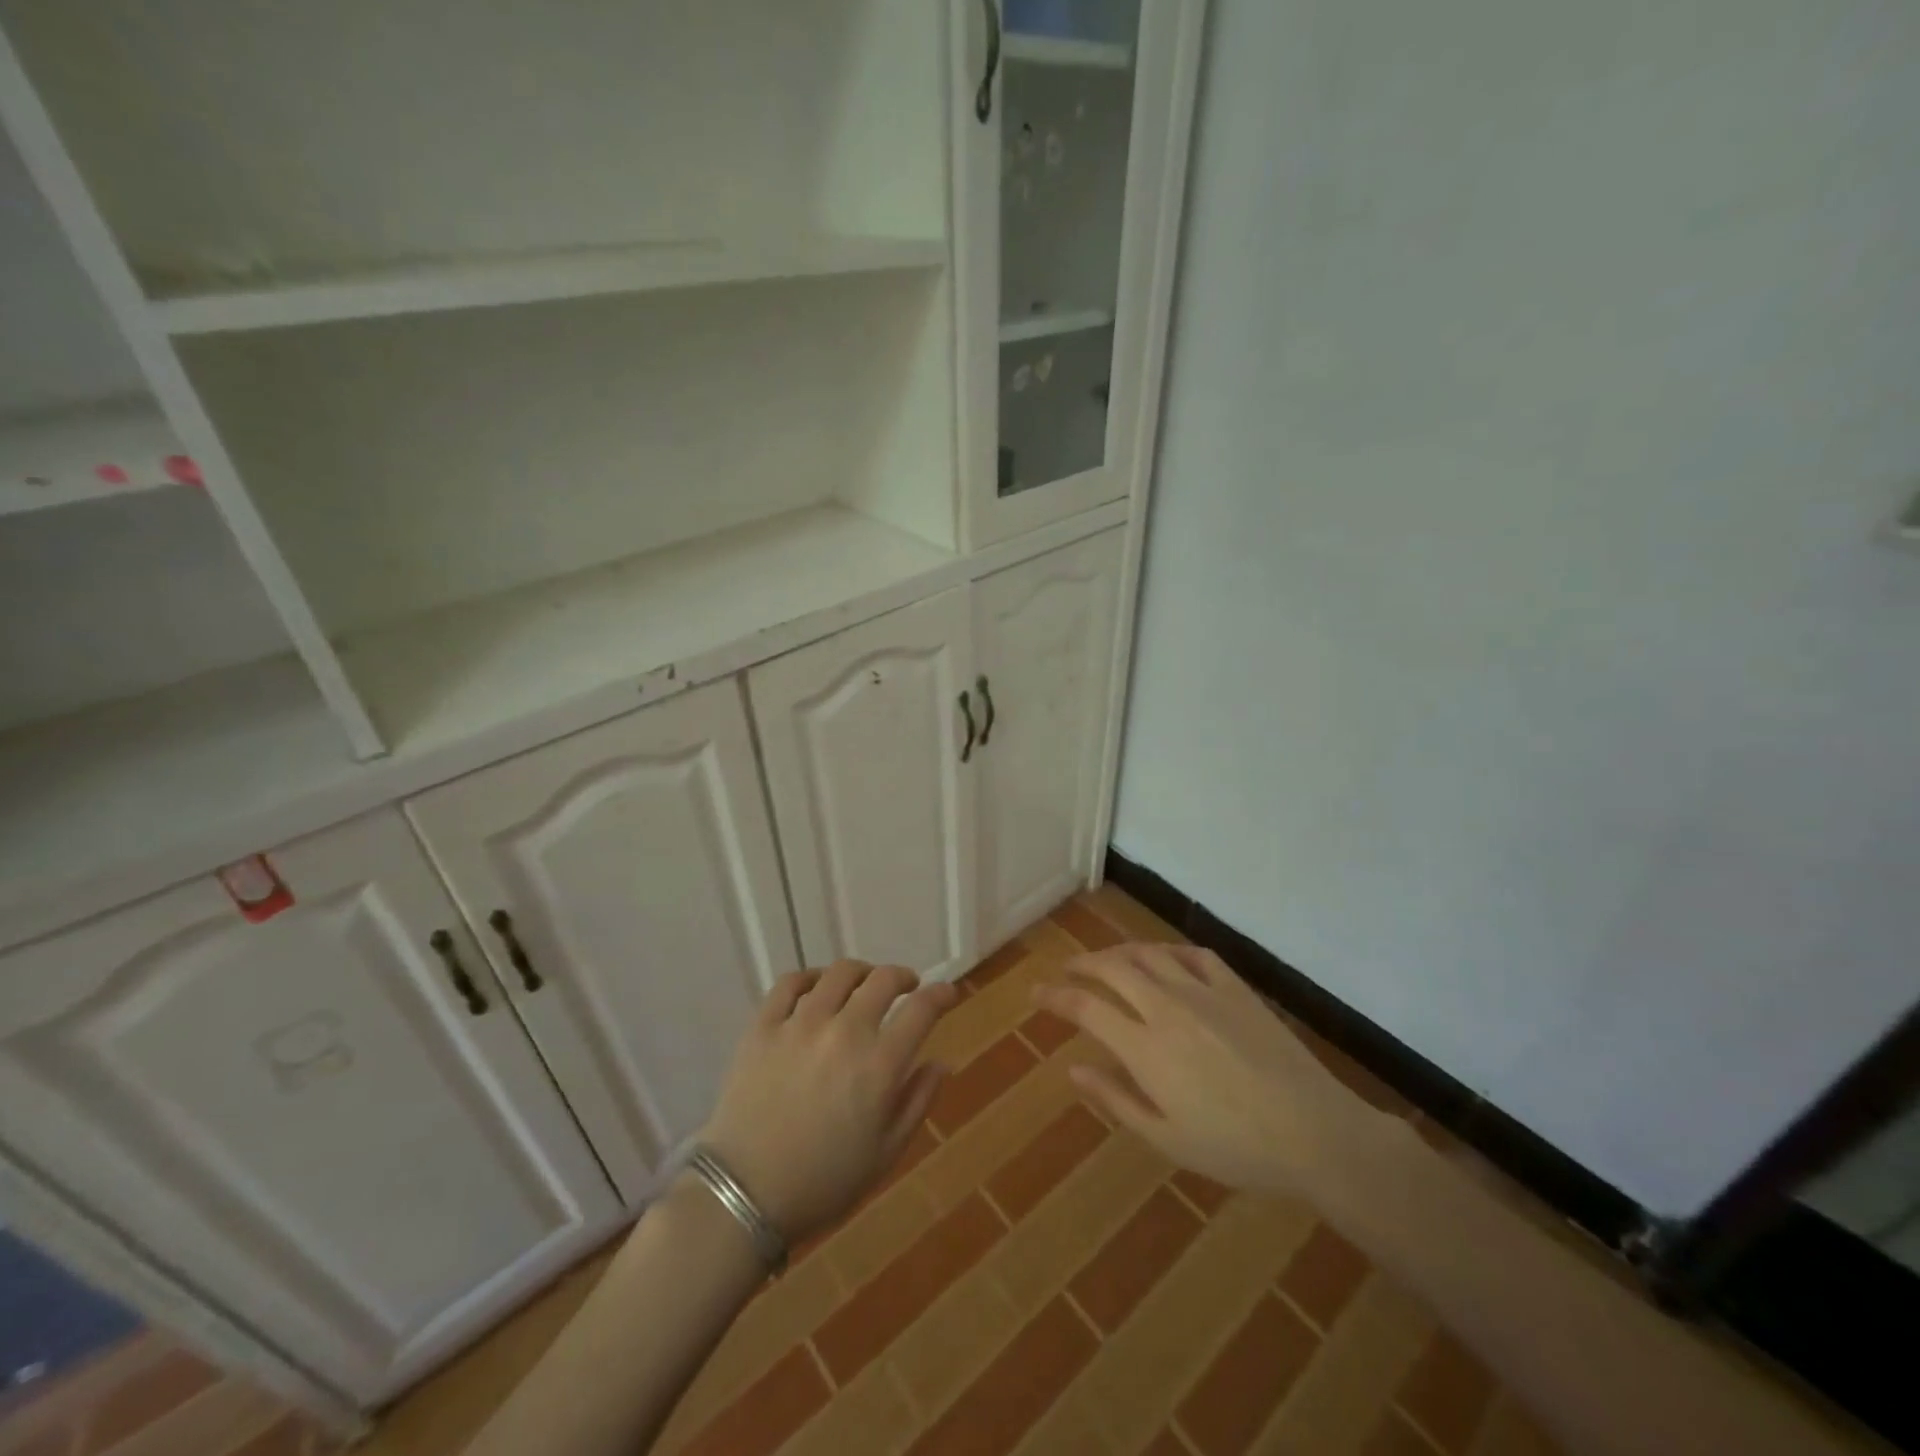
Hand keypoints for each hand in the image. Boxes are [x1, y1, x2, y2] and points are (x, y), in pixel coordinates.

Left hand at [698, 961, 959, 1243]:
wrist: (744, 1196)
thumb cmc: (823, 1182)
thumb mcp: (885, 1154)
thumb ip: (917, 1101)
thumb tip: (940, 1062)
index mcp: (879, 1066)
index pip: (921, 1010)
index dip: (940, 994)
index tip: (947, 992)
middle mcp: (844, 1032)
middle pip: (883, 980)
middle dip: (903, 977)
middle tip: (907, 987)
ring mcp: (800, 1024)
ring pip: (839, 973)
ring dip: (861, 973)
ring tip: (862, 985)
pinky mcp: (763, 1026)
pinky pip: (789, 983)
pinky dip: (810, 977)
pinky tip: (816, 988)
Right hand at [1036, 943, 1378, 1198]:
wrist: (1314, 1131)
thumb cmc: (1236, 1148)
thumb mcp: (1168, 1139)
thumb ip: (1116, 1100)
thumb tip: (1074, 1069)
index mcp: (1145, 1048)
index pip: (1086, 1007)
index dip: (1055, 997)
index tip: (1036, 994)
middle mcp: (1167, 1008)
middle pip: (1112, 968)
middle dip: (1082, 965)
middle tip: (1067, 971)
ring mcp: (1203, 992)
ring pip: (1149, 954)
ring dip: (1120, 952)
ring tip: (1108, 961)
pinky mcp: (1235, 988)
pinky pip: (1193, 954)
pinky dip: (1169, 951)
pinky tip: (1165, 960)